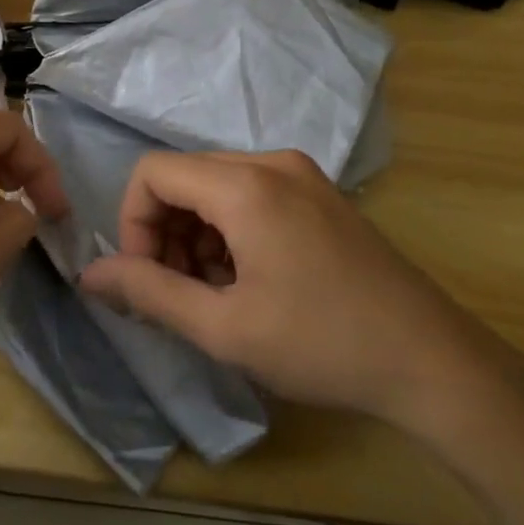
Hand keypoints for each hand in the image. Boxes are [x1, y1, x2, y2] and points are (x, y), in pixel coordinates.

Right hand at [80, 150, 503, 429]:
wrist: (433, 361)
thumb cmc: (322, 344)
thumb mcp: (224, 327)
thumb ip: (148, 293)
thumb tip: (90, 275)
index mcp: (245, 185)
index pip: (153, 172)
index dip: (132, 223)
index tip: (146, 279)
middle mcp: (272, 163)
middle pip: (185, 177)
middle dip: (165, 233)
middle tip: (180, 295)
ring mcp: (303, 176)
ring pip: (217, 188)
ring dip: (197, 237)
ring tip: (216, 296)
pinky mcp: (321, 196)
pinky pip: (252, 197)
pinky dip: (231, 233)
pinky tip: (250, 284)